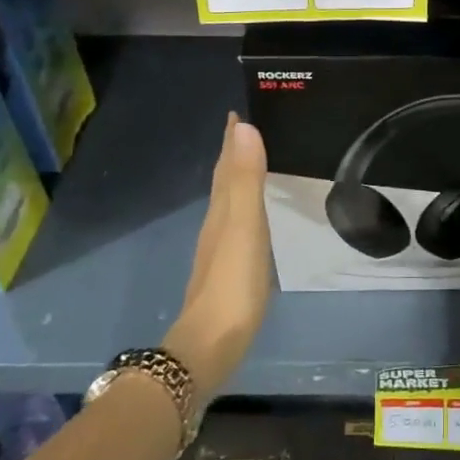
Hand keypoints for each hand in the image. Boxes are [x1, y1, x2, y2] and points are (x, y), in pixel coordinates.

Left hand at [163, 113, 271, 401]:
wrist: (210, 346)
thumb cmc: (233, 284)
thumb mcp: (244, 227)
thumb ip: (246, 180)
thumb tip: (243, 127)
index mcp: (221, 211)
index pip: (225, 164)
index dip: (230, 139)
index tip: (237, 113)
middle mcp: (215, 226)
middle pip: (222, 182)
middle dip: (232, 155)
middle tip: (245, 131)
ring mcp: (218, 252)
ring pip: (226, 204)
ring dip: (236, 180)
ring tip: (249, 166)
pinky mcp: (226, 274)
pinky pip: (234, 227)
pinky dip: (241, 210)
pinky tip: (248, 221)